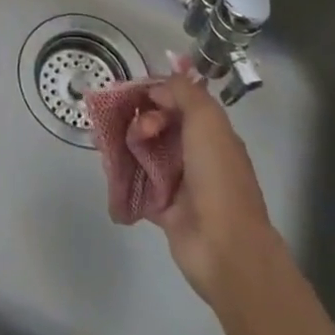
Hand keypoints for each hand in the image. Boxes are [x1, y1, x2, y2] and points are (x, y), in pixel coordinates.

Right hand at [134, 69, 279, 304]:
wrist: (224, 246)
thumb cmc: (218, 177)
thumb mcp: (207, 120)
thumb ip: (183, 92)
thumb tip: (157, 88)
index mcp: (211, 133)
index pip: (178, 101)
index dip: (156, 92)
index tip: (134, 92)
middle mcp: (195, 154)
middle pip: (158, 124)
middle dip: (142, 119)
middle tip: (141, 131)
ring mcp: (178, 180)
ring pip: (144, 150)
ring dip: (128, 142)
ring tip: (117, 146)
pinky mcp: (161, 205)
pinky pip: (137, 180)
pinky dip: (123, 171)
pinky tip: (110, 163)